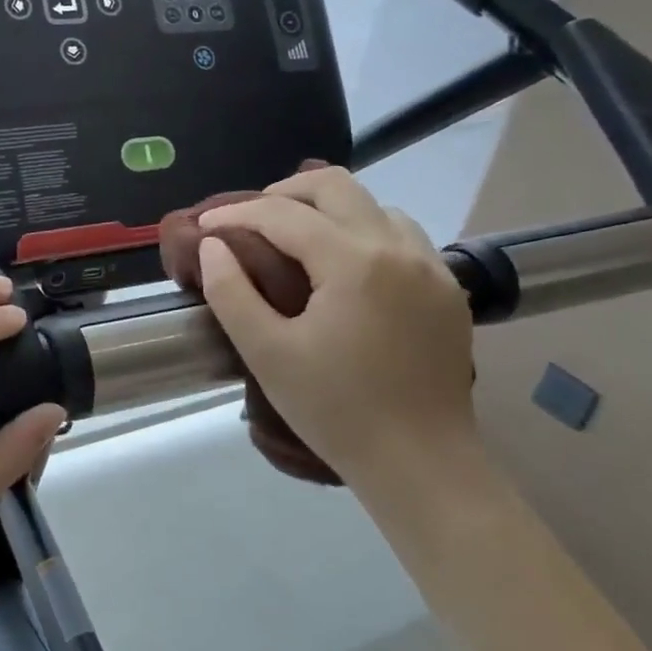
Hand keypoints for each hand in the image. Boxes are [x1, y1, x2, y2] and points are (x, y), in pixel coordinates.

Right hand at [194, 167, 476, 488]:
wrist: (421, 465)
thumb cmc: (336, 410)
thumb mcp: (267, 353)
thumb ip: (231, 292)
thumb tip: (213, 245)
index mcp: (354, 262)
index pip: (283, 214)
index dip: (236, 213)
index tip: (205, 224)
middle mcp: (398, 249)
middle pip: (335, 185)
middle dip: (284, 192)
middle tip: (249, 219)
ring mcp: (431, 267)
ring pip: (373, 205)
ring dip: (328, 210)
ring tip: (295, 239)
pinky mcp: (446, 289)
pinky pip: (401, 235)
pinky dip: (363, 232)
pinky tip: (345, 266)